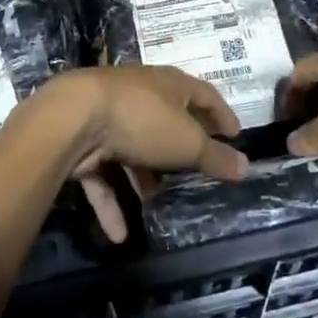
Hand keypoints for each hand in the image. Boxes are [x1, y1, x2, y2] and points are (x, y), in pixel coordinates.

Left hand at [37, 67, 247, 241]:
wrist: (73, 118)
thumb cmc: (142, 120)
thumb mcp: (187, 142)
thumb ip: (215, 156)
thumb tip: (245, 166)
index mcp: (168, 84)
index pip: (203, 94)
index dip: (220, 114)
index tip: (234, 135)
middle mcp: (139, 94)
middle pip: (165, 120)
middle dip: (177, 148)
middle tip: (193, 173)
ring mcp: (107, 115)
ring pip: (132, 148)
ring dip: (142, 176)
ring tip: (155, 203)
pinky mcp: (82, 140)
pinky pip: (101, 173)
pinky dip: (111, 201)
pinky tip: (119, 233)